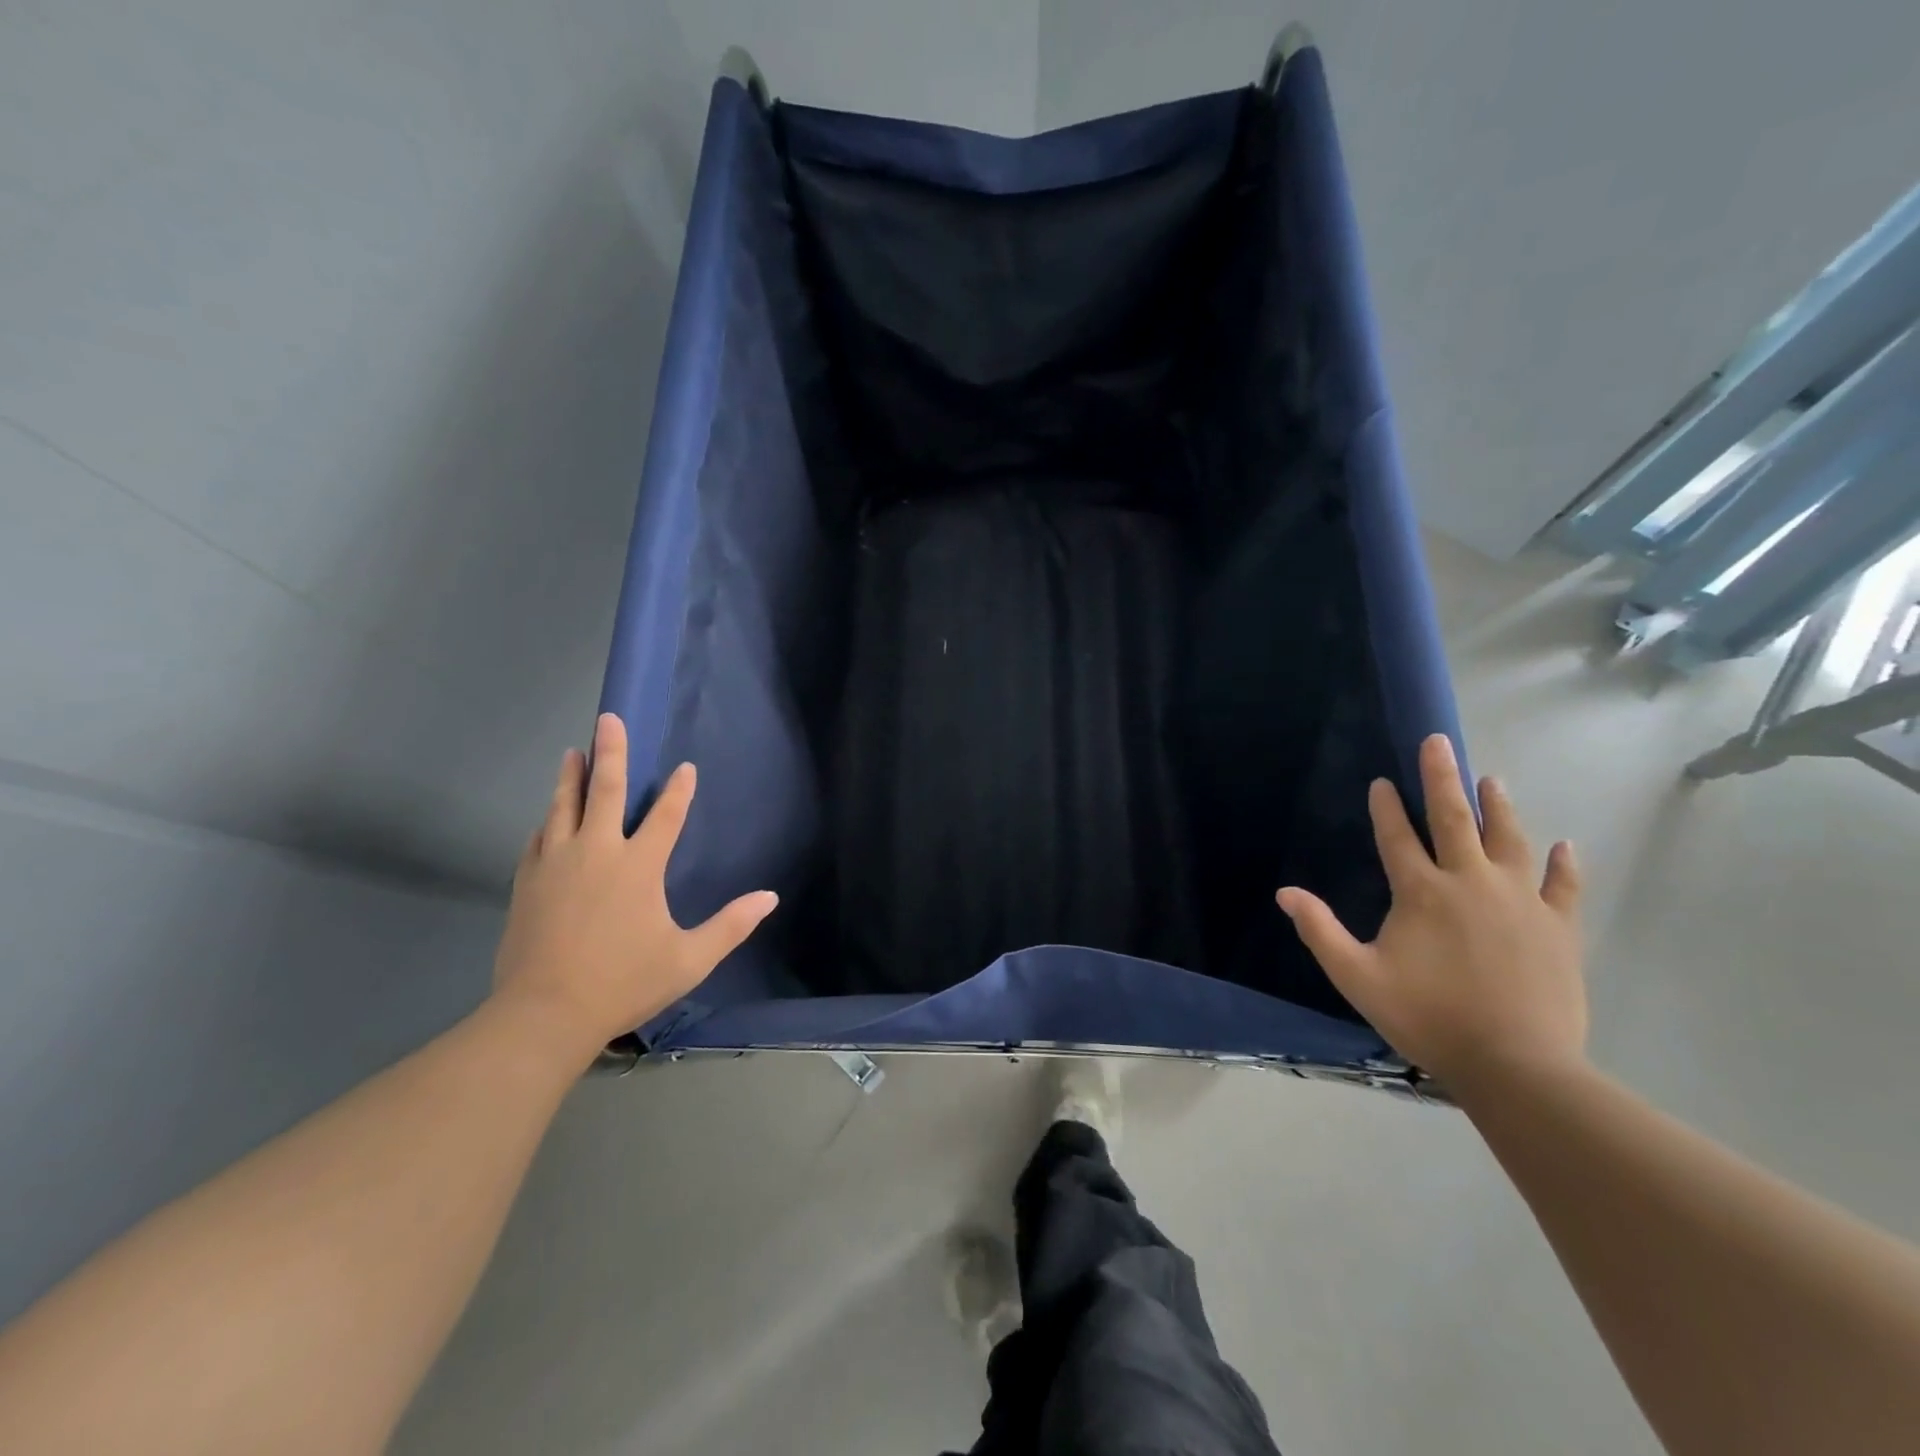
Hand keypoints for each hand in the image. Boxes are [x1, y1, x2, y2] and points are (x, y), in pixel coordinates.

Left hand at [490, 713, 777, 1059]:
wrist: (544, 1014)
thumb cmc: (624, 983)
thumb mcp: (689, 959)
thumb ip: (731, 925)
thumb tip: (770, 898)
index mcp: (638, 866)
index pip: (665, 815)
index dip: (678, 790)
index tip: (684, 768)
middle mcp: (596, 852)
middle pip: (604, 791)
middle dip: (609, 751)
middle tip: (607, 719)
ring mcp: (556, 865)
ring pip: (563, 808)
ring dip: (571, 777)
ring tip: (572, 752)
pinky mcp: (527, 883)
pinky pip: (539, 839)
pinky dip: (548, 822)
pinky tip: (547, 818)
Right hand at [1276, 734, 1585, 1089]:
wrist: (1516, 1065)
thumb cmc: (1428, 1017)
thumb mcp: (1357, 977)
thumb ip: (1320, 931)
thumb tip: (1284, 893)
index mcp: (1421, 892)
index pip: (1397, 837)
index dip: (1385, 808)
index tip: (1381, 782)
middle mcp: (1470, 882)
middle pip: (1454, 818)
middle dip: (1442, 777)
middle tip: (1438, 742)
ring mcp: (1520, 901)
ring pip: (1508, 839)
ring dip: (1498, 806)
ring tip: (1492, 778)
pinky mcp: (1558, 926)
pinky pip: (1563, 885)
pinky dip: (1563, 863)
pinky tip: (1563, 845)